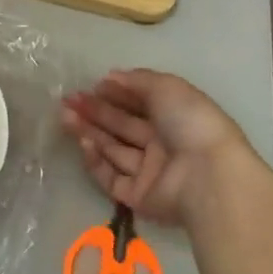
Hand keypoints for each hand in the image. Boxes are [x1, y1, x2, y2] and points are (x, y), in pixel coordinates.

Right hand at [60, 69, 261, 227]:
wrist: (207, 177)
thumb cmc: (191, 123)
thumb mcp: (167, 88)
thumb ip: (137, 80)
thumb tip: (110, 77)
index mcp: (174, 117)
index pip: (138, 103)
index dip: (114, 94)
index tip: (91, 85)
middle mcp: (162, 144)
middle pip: (121, 125)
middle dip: (94, 111)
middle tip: (67, 100)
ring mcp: (149, 172)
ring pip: (112, 149)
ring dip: (88, 131)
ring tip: (65, 116)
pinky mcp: (137, 197)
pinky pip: (111, 177)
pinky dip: (95, 160)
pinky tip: (84, 143)